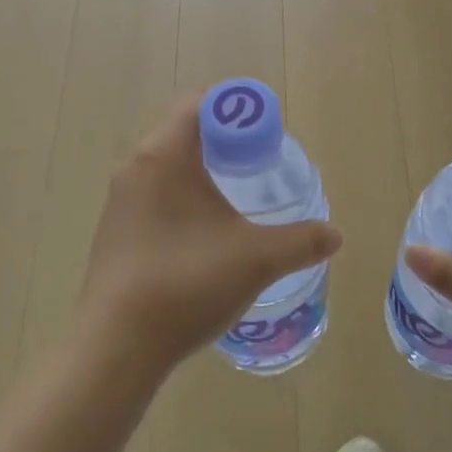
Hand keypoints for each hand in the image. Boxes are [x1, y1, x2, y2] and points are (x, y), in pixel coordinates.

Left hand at [79, 97, 342, 381]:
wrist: (115, 348)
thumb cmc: (187, 284)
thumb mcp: (257, 259)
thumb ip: (302, 241)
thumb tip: (335, 235)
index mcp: (164, 155)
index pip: (201, 103)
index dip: (239, 110)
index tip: (269, 134)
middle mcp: (136, 166)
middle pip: (185, 130)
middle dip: (226, 139)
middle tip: (262, 162)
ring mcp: (120, 200)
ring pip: (169, 164)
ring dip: (205, 169)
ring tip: (240, 195)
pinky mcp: (116, 231)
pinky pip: (156, 193)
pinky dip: (185, 196)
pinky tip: (208, 232)